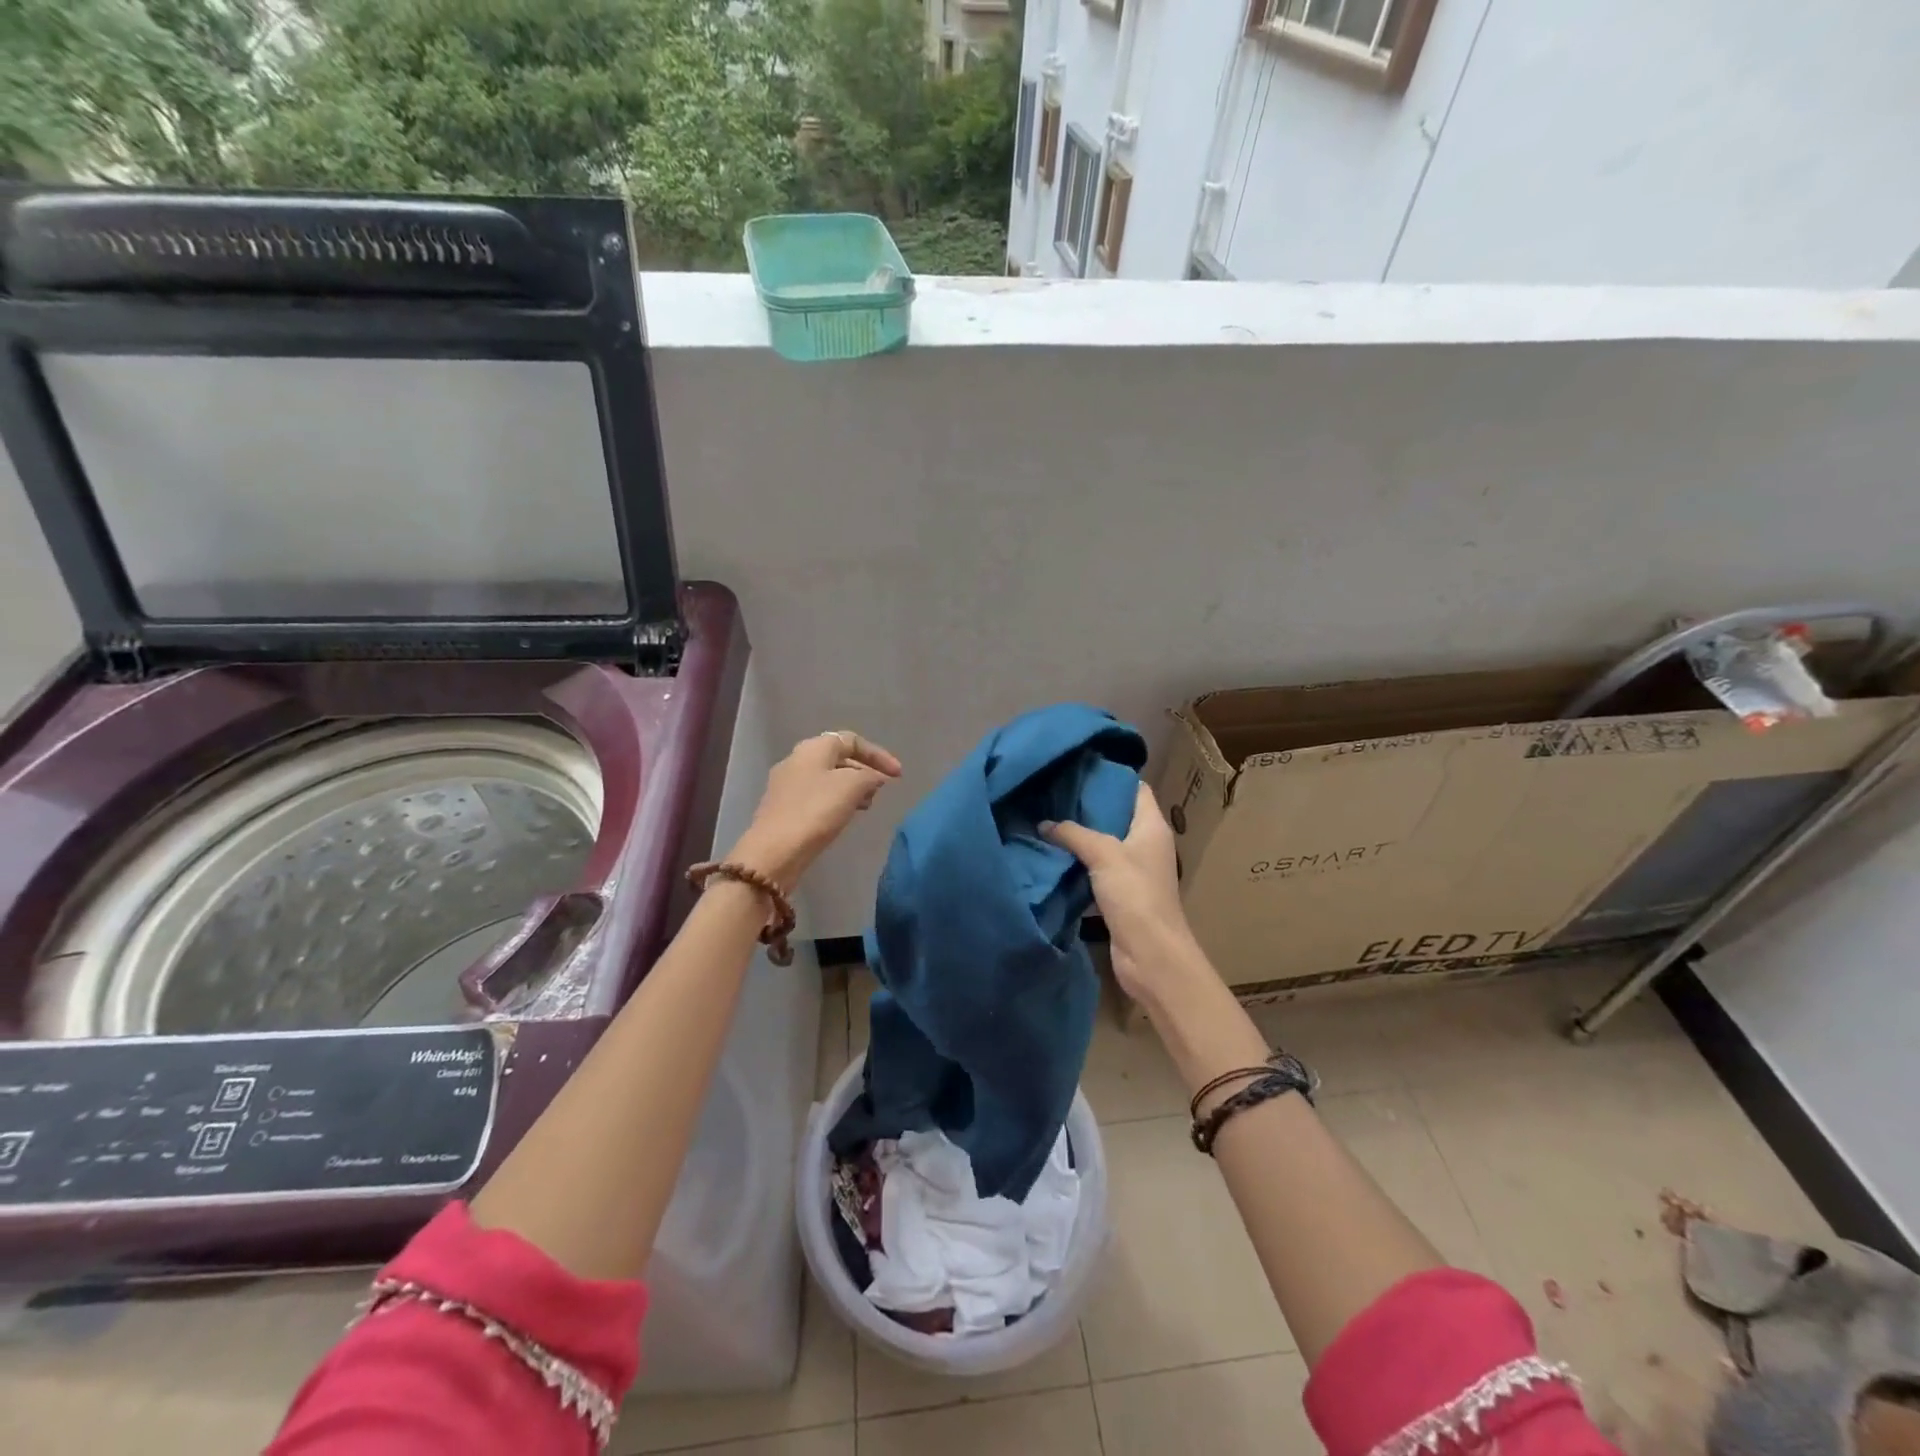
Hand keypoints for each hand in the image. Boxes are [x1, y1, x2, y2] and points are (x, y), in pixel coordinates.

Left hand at [729, 731, 901, 892]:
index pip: (852, 740)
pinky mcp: (783, 808)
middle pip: (838, 757)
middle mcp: (797, 760)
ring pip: (828, 778)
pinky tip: (844, 816)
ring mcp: (787, 784)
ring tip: (866, 805)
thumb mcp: (852, 787)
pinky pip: (817, 796)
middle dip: (864, 770)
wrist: (774, 851)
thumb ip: (870, 776)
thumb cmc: (816, 811)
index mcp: (813, 748)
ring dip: (851, 787)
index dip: (878, 754)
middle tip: (880, 790)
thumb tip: (875, 777)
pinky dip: (836, 800)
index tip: (898, 775)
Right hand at [1044, 783, 1211, 1003]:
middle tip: (1052, 792)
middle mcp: (1145, 844)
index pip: (1135, 789)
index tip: (1078, 768)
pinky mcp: (1120, 894)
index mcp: (1152, 826)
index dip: (1111, 777)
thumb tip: (1044, 823)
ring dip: (1079, 835)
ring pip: (1103, 843)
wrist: (1151, 954)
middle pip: (1116, 814)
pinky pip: (1096, 868)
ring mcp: (1133, 870)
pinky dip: (1078, 861)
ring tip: (1046, 818)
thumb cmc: (1135, 894)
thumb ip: (1073, 833)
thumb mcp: (1103, 854)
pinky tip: (1052, 854)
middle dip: (1086, 805)